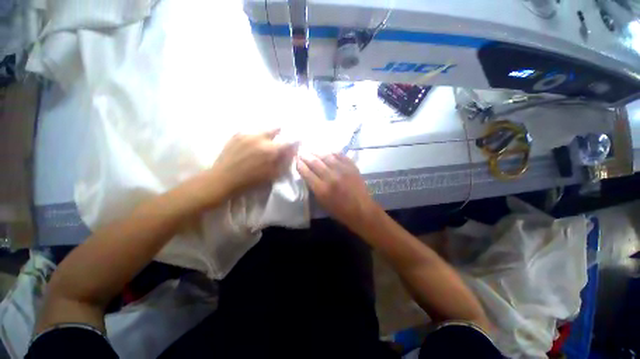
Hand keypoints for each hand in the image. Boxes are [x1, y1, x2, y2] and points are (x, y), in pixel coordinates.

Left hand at [211, 129, 297, 194]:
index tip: (296, 141)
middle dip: (280, 132)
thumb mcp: (272, 174)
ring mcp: (247, 134)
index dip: (294, 141)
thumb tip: (292, 151)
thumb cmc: (251, 180)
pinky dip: (255, 135)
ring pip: (263, 129)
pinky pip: (251, 131)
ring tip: (265, 141)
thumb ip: (284, 162)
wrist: (224, 178)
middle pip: (276, 128)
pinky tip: (252, 143)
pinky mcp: (237, 134)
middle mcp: (260, 137)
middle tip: (279, 139)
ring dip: (267, 134)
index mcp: (270, 149)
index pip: (288, 141)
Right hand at [297, 153, 377, 228]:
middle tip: (302, 152)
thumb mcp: (322, 203)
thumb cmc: (340, 210)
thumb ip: (314, 188)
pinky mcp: (351, 167)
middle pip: (315, 162)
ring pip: (326, 156)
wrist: (361, 209)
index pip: (306, 172)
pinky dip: (332, 152)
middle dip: (306, 156)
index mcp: (322, 189)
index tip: (296, 160)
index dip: (300, 165)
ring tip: (312, 150)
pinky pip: (340, 155)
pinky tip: (327, 151)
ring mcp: (342, 170)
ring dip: (317, 152)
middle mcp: (331, 177)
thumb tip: (308, 174)